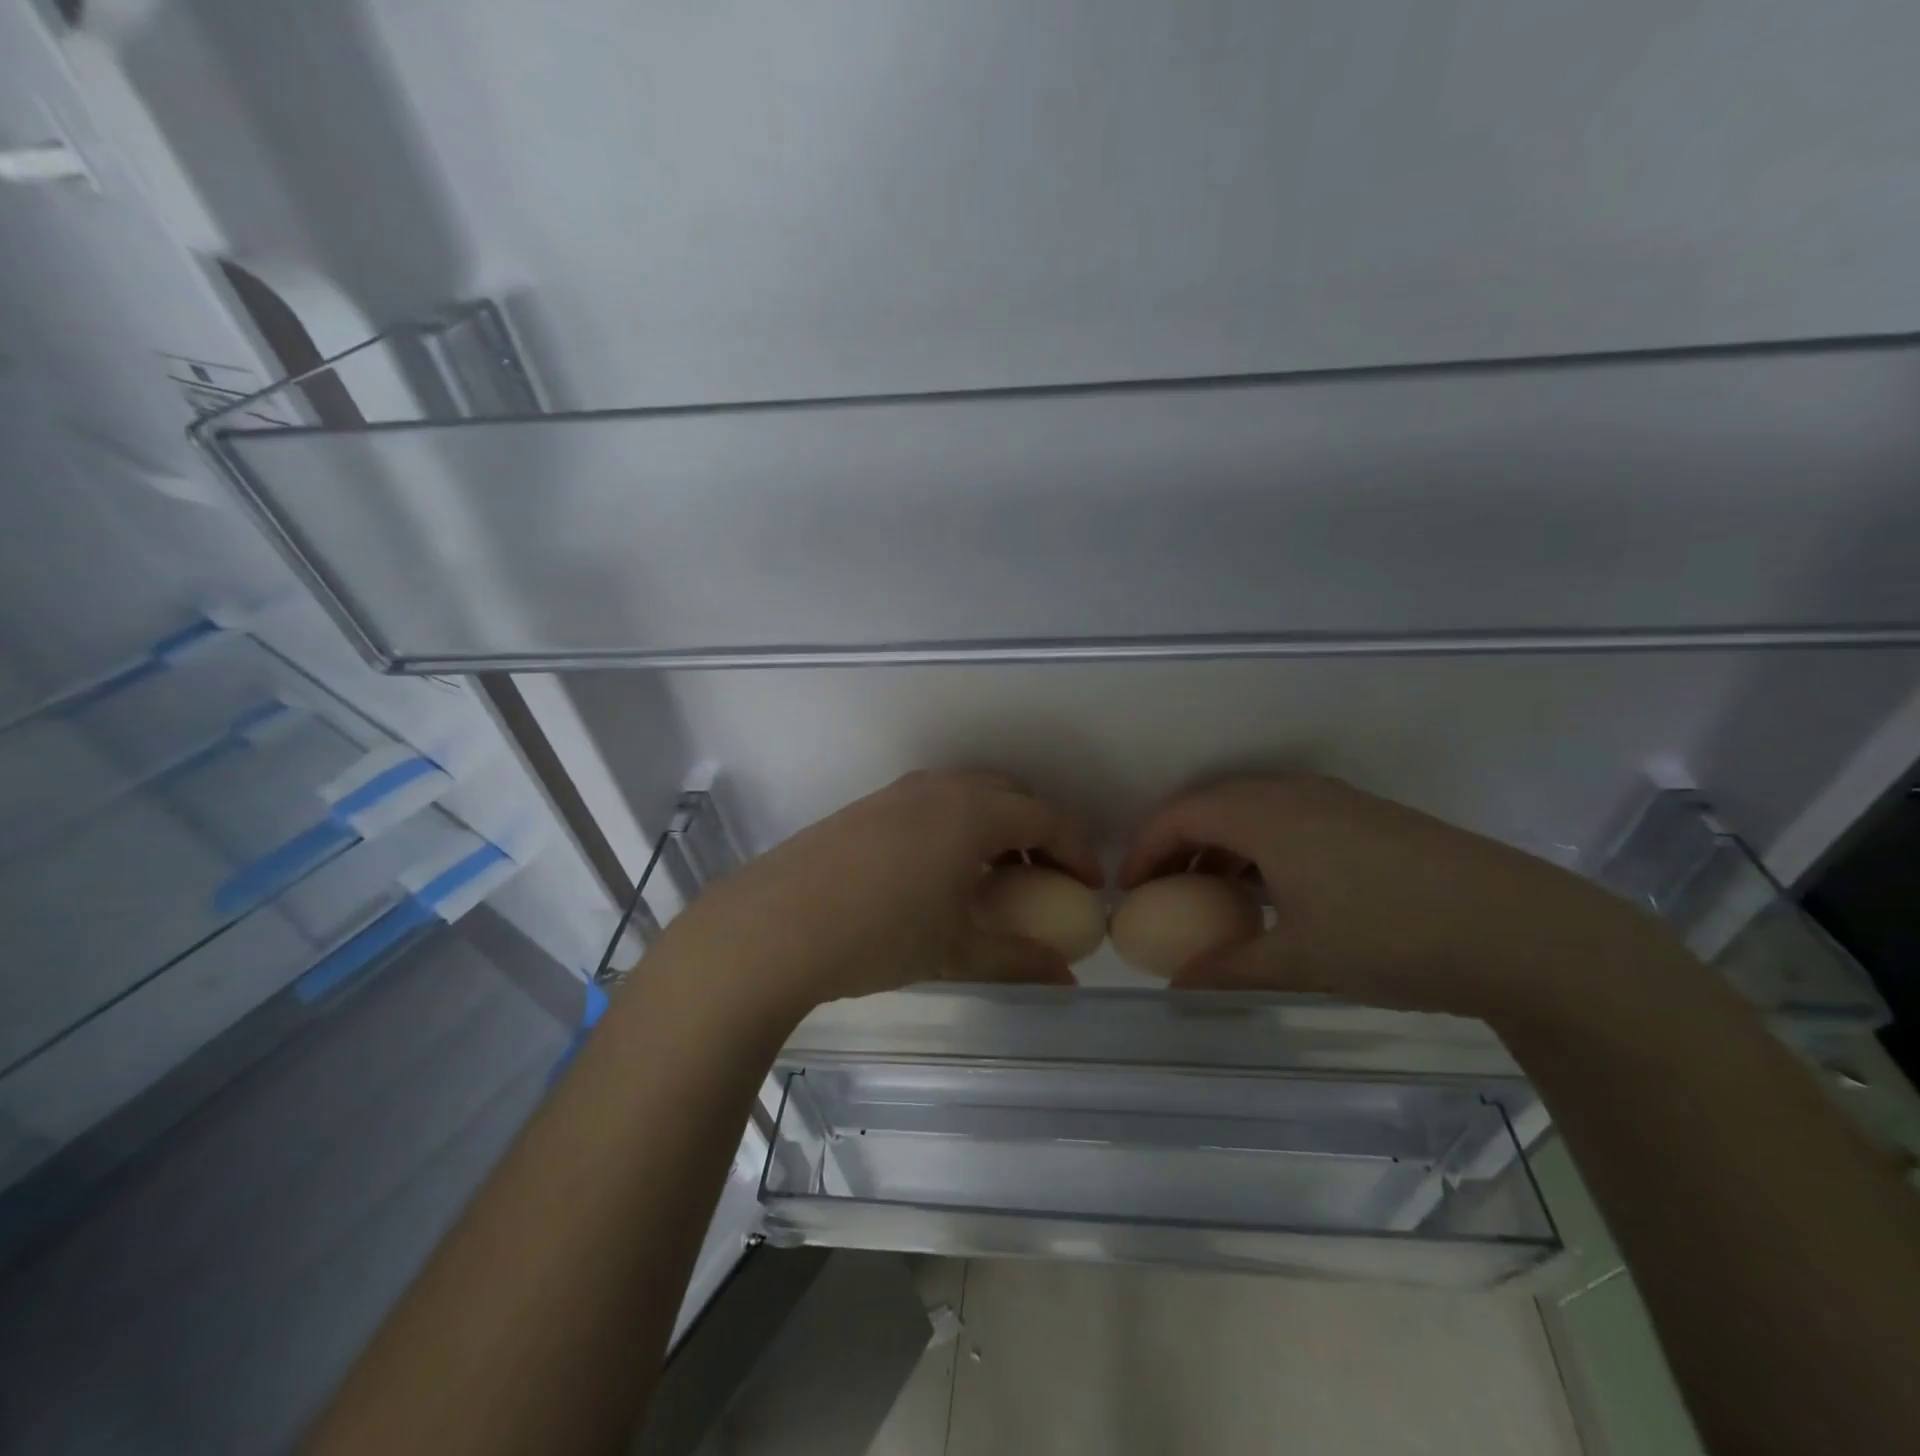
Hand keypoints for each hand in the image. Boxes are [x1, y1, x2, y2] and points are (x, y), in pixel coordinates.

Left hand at [661, 771, 1101, 1017]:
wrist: (773, 926)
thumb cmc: (879, 934)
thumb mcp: (955, 950)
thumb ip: (1018, 960)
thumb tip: (1066, 977)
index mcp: (973, 812)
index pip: (1047, 818)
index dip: (1077, 851)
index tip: (1090, 887)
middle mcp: (941, 788)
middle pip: (1011, 795)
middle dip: (1039, 832)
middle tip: (1046, 881)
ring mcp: (899, 791)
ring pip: (969, 795)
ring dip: (996, 828)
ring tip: (995, 880)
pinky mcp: (868, 806)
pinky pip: (934, 803)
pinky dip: (958, 827)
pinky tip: (940, 873)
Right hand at [1119, 774, 1695, 1023]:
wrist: (1522, 930)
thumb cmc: (1392, 937)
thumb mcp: (1299, 961)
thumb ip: (1228, 969)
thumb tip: (1175, 986)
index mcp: (1264, 815)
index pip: (1180, 815)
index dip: (1144, 849)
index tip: (1129, 891)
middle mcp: (1293, 793)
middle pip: (1211, 805)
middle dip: (1176, 844)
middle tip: (1162, 891)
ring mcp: (1335, 799)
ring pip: (1252, 809)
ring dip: (1220, 845)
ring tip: (1211, 895)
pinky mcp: (1367, 816)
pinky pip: (1287, 817)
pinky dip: (1259, 846)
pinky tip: (1274, 891)